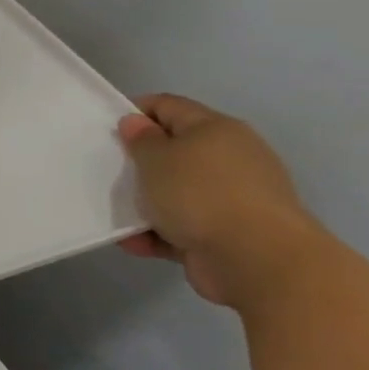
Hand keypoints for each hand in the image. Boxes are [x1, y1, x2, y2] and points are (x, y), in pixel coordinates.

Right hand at [116, 94, 328, 307]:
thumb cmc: (201, 195)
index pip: (169, 106)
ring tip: (117, 214)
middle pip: (174, 151)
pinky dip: (160, 233)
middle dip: (140, 163)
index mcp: (217, 130)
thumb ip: (141, 139)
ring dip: (147, 203)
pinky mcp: (230, 235)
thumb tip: (138, 124)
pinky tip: (135, 243)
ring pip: (177, 192)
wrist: (260, 263)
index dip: (135, 112)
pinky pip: (185, 227)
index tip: (108, 131)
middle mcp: (230, 159)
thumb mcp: (156, 158)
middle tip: (110, 172)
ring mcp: (233, 200)